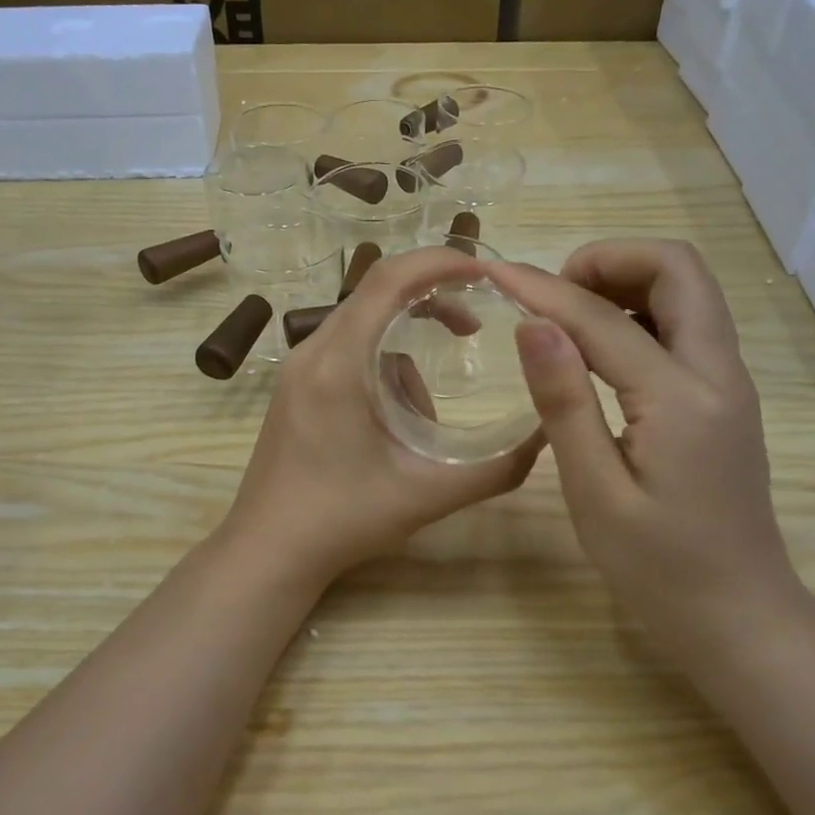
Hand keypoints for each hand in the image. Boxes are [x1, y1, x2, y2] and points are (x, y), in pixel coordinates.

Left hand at [221, 245, 541, 583]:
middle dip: (430, 303)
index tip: (486, 272)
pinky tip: (391, 429)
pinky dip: (381, 373)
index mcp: (338, 364)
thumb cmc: (343, 521)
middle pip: (376, 295)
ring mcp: (297, 370)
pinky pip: (347, 354)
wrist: (267, 552)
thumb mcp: (428, 495)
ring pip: (364, 330)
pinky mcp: (295, 388)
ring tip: (422, 425)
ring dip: (405, 356)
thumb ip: (494, 468)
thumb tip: (547, 436)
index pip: (388, 280)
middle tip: (472, 331)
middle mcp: (311, 352)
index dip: (440, 262)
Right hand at [489, 239, 800, 640]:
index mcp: (680, 399)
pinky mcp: (726, 397)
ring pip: (689, 290)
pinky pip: (689, 325)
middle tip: (552, 294)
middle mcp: (719, 373)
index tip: (493, 272)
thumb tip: (533, 324)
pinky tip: (600, 351)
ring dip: (628, 281)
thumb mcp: (595, 492)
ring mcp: (730, 382)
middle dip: (609, 260)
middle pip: (678, 269)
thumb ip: (565, 402)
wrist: (739, 614)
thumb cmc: (657, 567)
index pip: (602, 319)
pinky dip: (642, 312)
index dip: (542, 289)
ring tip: (567, 317)